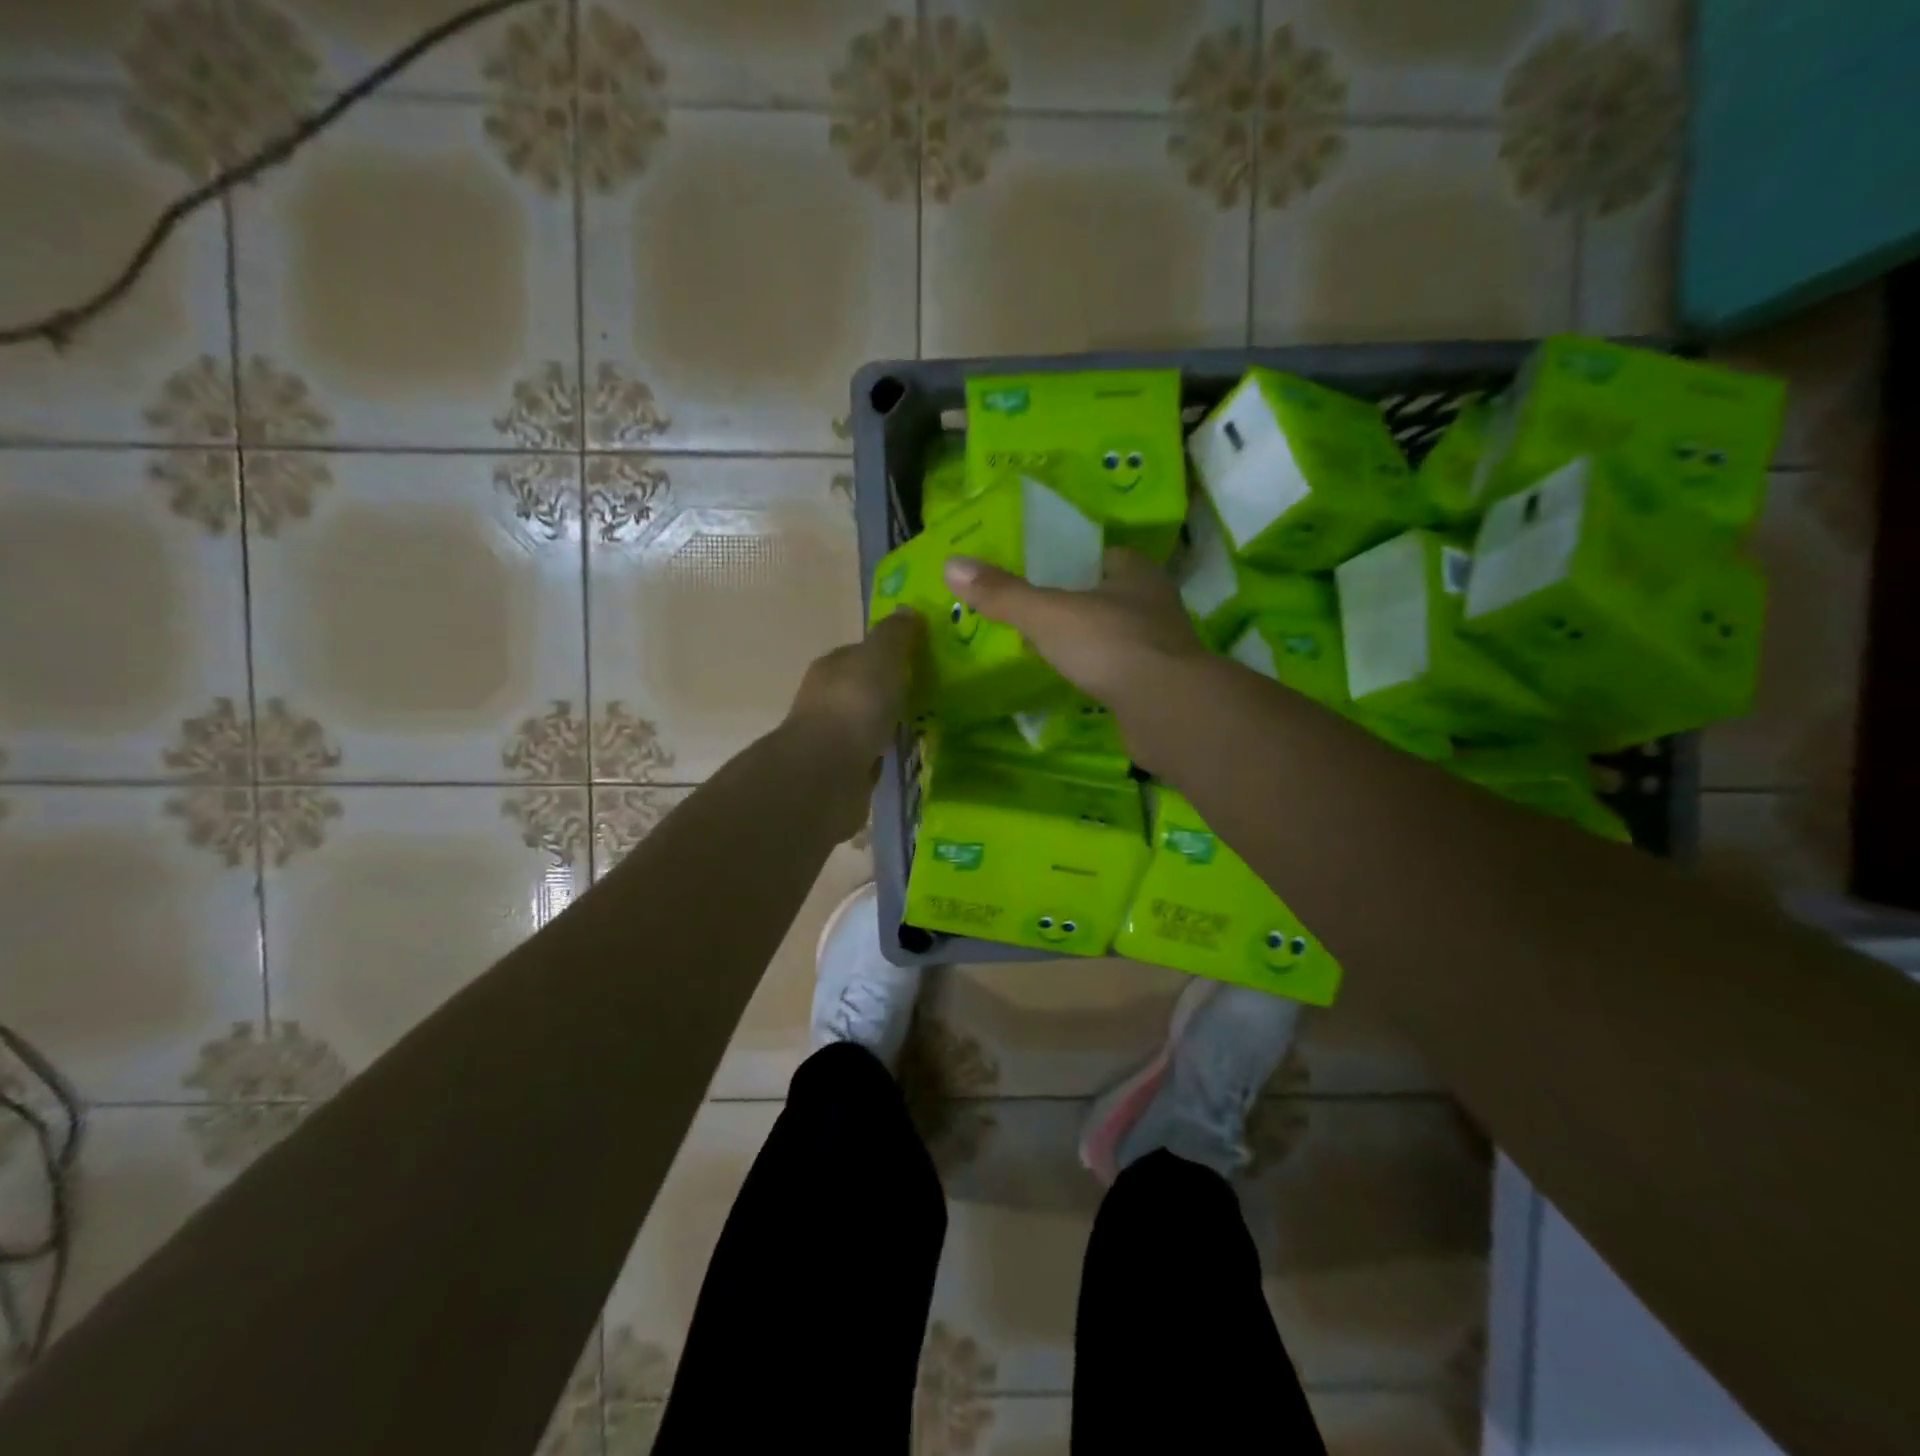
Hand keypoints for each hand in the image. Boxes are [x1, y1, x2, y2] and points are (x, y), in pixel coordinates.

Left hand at [783, 608, 923, 803]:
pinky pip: (868, 756)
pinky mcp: (840, 772)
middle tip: (929, 695)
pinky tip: (903, 758)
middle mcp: (826, 700)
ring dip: (886, 725)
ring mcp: (831, 738)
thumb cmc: (855, 704)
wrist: (826, 773)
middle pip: (863, 688)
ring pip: (865, 724)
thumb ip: (895, 635)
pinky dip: (882, 755)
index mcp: (832, 667)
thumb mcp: (881, 657)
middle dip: (890, 691)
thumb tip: (907, 610)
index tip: (920, 660)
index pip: (862, 653)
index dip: (889, 654)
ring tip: (923, 728)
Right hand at [944, 547, 1205, 708]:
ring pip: (1114, 634)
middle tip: (1031, 615)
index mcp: (1135, 571)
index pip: (1097, 556)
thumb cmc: (1109, 644)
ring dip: (1087, 641)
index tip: (1034, 576)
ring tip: (1046, 649)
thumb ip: (1003, 593)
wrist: (1165, 708)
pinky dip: (1098, 673)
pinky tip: (1075, 682)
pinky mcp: (1158, 685)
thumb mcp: (1047, 613)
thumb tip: (951, 565)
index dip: (1066, 563)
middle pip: (1105, 595)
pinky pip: (1119, 670)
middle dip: (1073, 604)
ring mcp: (1160, 646)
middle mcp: (1154, 602)